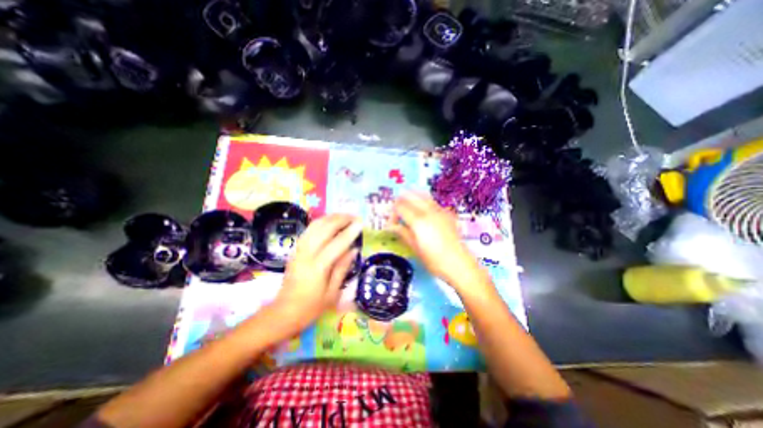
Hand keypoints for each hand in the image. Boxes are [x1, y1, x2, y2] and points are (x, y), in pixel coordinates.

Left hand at [271, 212, 360, 334]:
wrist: (284, 312)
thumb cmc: (311, 307)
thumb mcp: (332, 293)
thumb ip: (343, 268)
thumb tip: (354, 249)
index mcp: (317, 268)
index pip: (336, 244)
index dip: (350, 232)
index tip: (361, 224)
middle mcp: (306, 254)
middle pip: (324, 228)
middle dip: (340, 219)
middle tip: (355, 217)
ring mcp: (299, 250)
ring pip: (315, 226)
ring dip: (330, 218)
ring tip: (344, 217)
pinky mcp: (295, 249)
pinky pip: (309, 230)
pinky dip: (321, 222)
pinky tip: (330, 222)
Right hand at [393, 192, 482, 287]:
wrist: (459, 264)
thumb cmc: (434, 260)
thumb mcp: (415, 248)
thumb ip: (402, 233)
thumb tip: (391, 226)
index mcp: (418, 221)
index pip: (399, 207)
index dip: (392, 213)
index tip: (391, 223)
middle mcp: (428, 211)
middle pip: (410, 197)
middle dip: (400, 201)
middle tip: (396, 211)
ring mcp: (439, 211)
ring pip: (422, 195)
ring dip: (412, 197)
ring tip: (407, 204)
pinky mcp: (447, 213)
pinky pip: (433, 201)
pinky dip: (424, 200)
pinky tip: (423, 209)